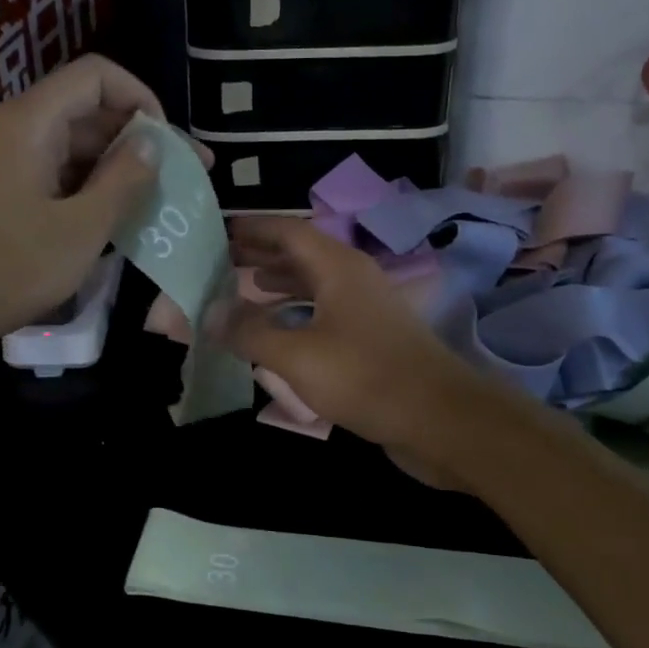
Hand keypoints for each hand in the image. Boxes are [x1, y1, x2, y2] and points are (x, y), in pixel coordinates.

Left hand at [0, 55, 166, 352]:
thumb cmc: (7, 266)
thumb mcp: (81, 228)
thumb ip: (123, 181)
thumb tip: (152, 146)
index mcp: (34, 121)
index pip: (98, 75)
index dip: (141, 99)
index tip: (168, 145)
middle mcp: (21, 129)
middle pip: (90, 110)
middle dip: (139, 139)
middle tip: (184, 177)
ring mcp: (12, 162)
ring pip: (78, 147)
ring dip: (119, 170)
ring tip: (159, 203)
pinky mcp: (8, 193)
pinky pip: (61, 176)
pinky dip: (94, 191)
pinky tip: (120, 221)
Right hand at [219, 218, 497, 467]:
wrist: (439, 419)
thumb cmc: (365, 377)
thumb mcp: (297, 355)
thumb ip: (250, 332)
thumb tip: (209, 313)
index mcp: (338, 268)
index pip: (290, 231)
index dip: (255, 228)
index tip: (222, 230)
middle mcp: (354, 280)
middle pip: (303, 255)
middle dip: (263, 254)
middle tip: (224, 258)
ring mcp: (368, 310)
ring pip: (316, 285)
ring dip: (281, 283)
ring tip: (246, 287)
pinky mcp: (373, 340)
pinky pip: (326, 313)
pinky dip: (298, 313)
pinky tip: (280, 331)